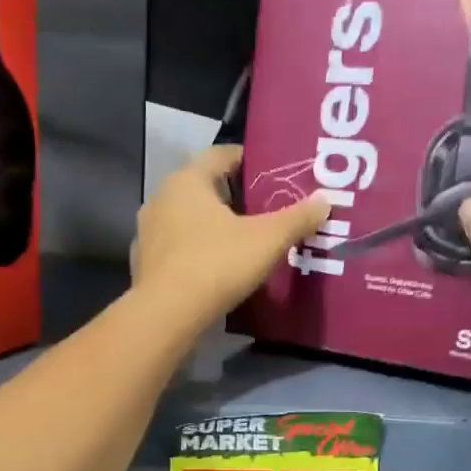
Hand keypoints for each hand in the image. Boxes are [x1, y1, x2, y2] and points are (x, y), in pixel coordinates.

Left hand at [132, 145, 330, 327]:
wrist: (166, 316)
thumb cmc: (216, 265)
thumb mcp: (267, 240)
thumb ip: (297, 218)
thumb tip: (325, 200)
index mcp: (187, 180)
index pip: (220, 155)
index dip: (248, 160)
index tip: (272, 173)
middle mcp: (161, 198)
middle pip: (203, 188)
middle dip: (233, 197)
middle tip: (263, 210)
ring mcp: (148, 233)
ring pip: (187, 220)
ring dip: (211, 226)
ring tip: (241, 241)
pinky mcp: (144, 264)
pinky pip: (176, 249)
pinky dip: (195, 252)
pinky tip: (214, 269)